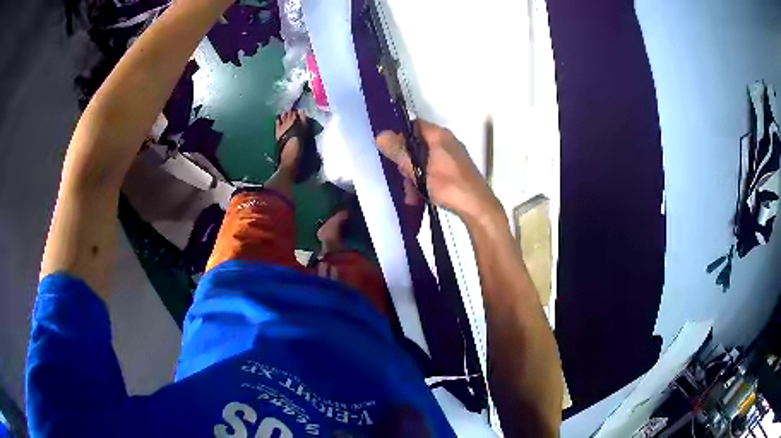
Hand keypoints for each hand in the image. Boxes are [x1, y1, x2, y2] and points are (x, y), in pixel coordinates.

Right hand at [376, 120, 499, 221]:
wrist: (477, 207)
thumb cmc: (449, 185)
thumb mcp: (419, 170)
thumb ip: (400, 153)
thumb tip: (380, 135)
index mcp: (440, 135)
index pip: (415, 125)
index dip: (401, 135)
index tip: (392, 152)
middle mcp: (447, 141)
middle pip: (418, 145)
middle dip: (407, 162)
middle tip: (403, 178)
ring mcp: (453, 156)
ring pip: (425, 160)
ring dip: (414, 176)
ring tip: (411, 195)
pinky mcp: (456, 170)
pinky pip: (434, 170)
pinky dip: (425, 181)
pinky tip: (420, 196)